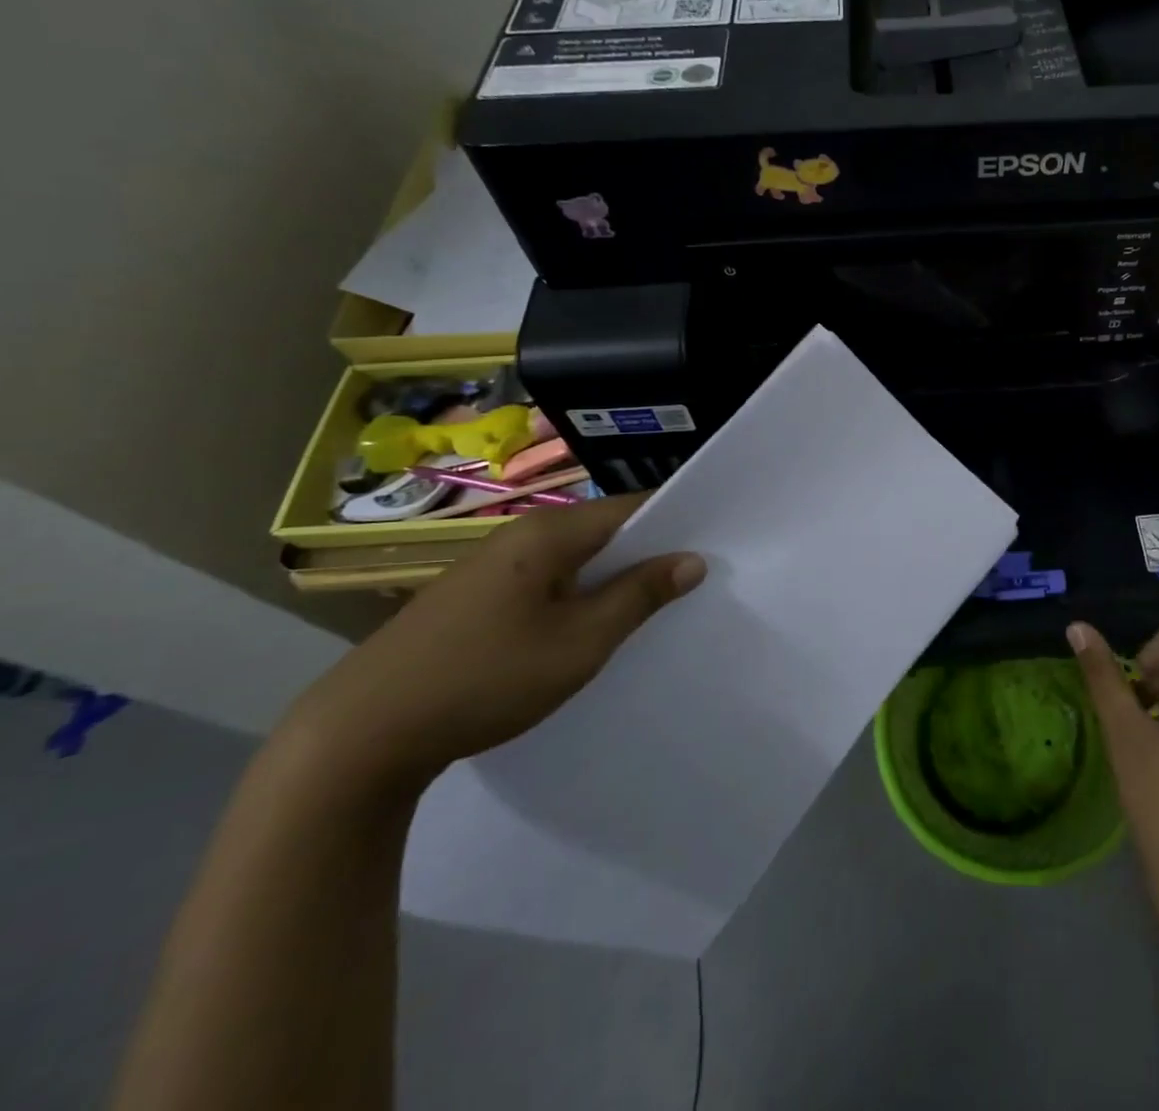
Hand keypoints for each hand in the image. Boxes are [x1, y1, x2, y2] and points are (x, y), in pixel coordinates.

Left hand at [277, 495, 704, 791]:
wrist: (359, 736)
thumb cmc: (486, 678)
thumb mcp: (580, 642)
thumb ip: (639, 596)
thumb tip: (692, 560)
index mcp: (548, 532)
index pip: (631, 507)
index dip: (676, 522)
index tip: (714, 545)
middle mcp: (519, 535)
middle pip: (602, 530)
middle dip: (646, 553)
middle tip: (690, 583)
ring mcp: (490, 566)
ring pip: (573, 559)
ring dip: (611, 578)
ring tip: (648, 608)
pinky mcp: (473, 598)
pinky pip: (544, 580)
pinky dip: (576, 595)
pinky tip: (585, 628)